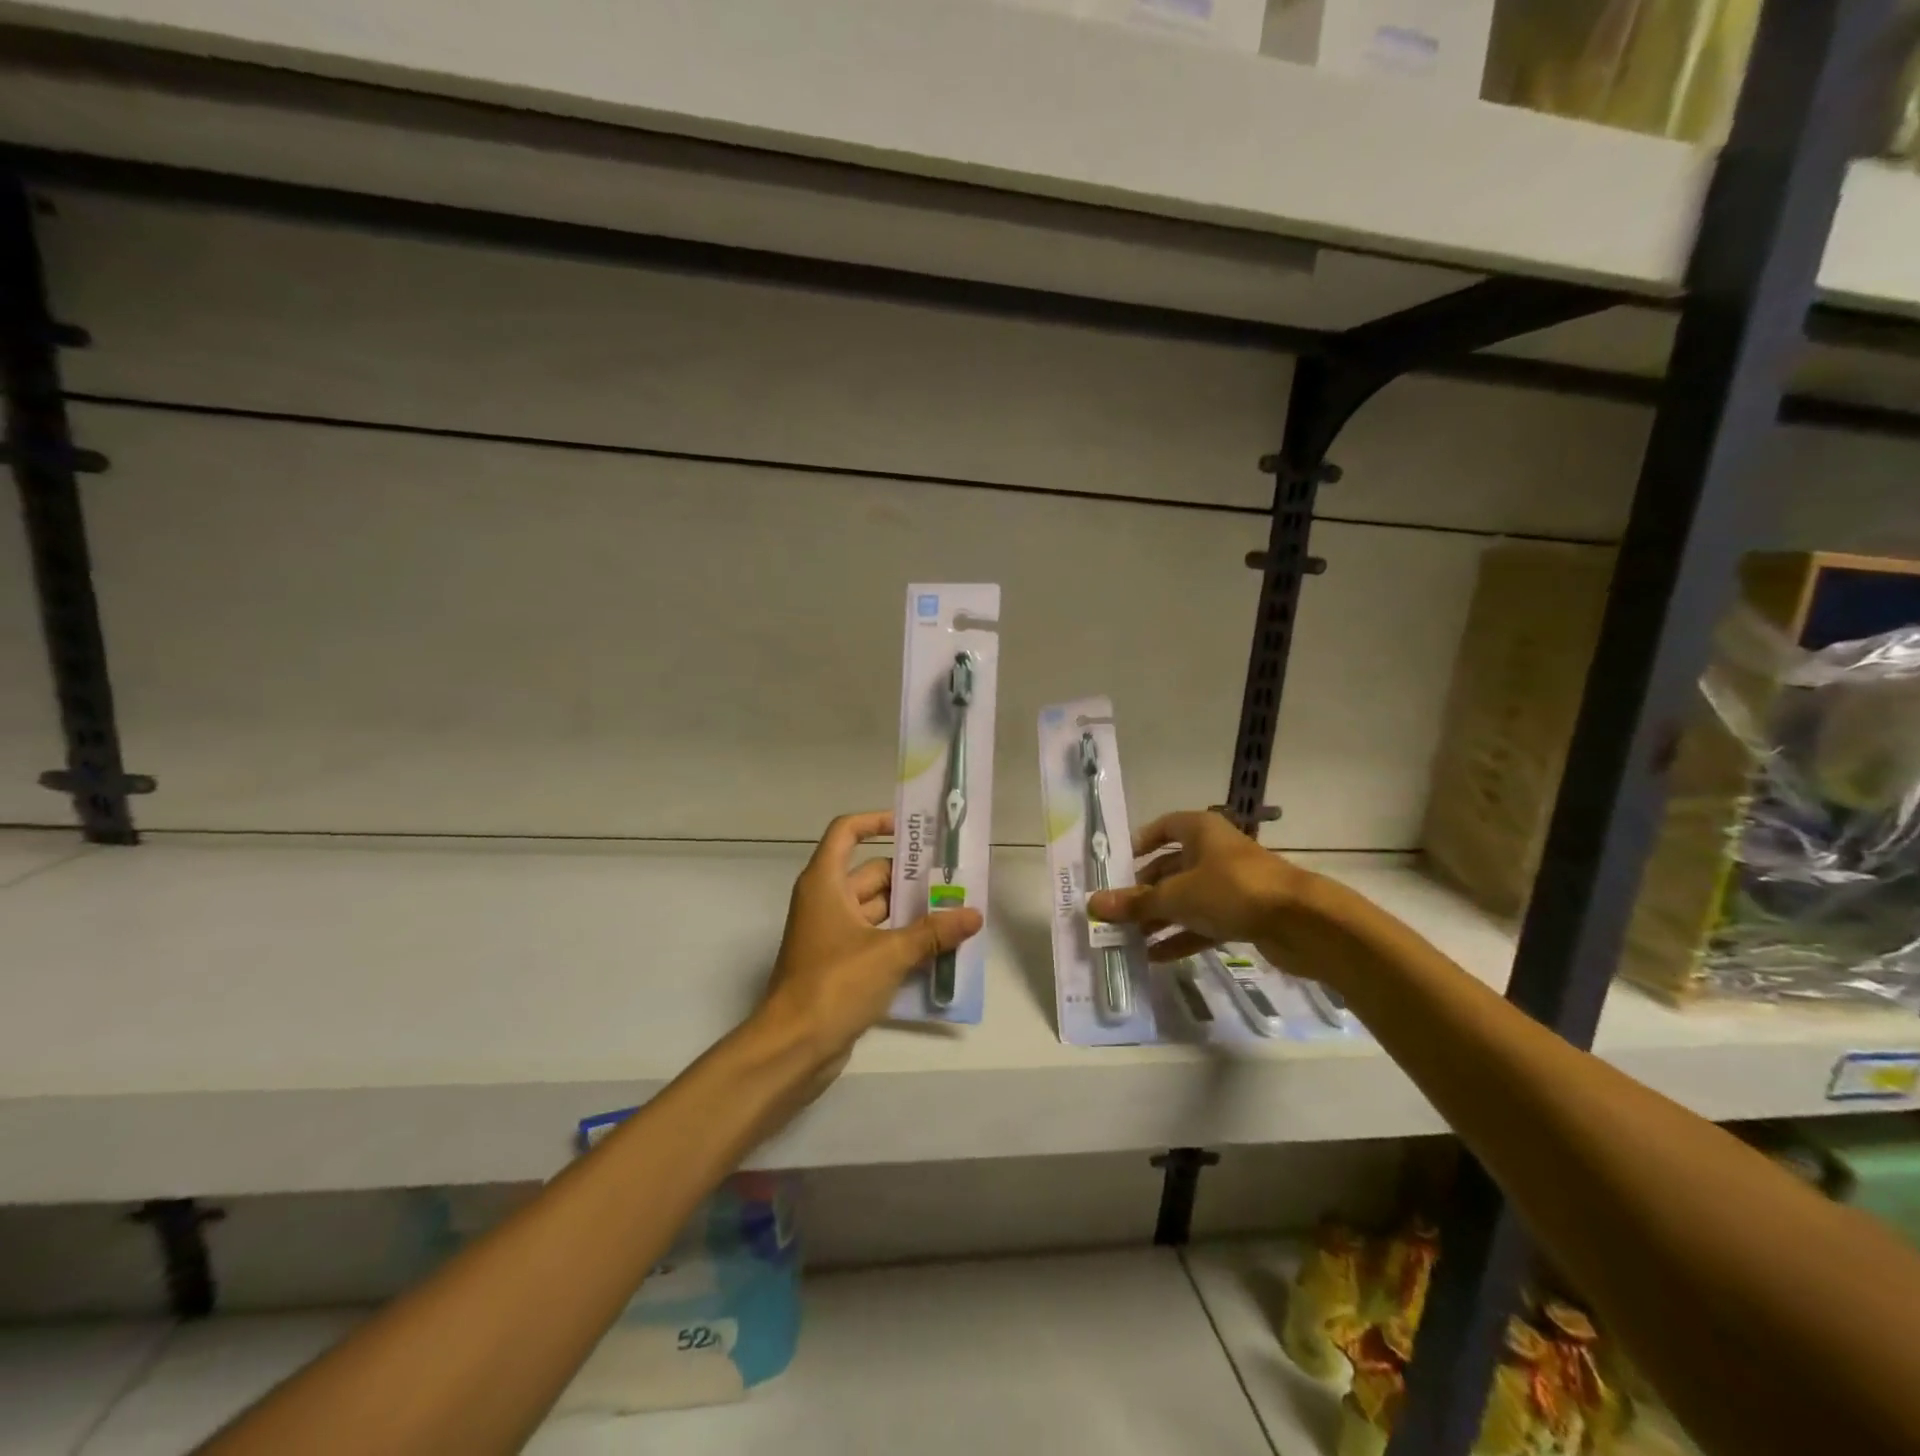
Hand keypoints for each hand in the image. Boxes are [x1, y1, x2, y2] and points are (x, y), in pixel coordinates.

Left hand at [756, 811, 983, 1074]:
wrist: (792, 1049)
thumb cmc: (834, 985)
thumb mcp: (889, 953)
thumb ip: (933, 932)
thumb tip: (973, 914)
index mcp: (826, 883)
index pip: (846, 832)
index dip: (876, 822)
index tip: (913, 830)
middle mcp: (827, 902)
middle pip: (872, 873)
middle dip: (912, 877)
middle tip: (956, 880)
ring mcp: (833, 935)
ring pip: (879, 910)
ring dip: (912, 912)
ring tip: (957, 913)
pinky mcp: (842, 966)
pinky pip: (877, 940)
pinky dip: (903, 941)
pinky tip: (939, 950)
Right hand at [1087, 809, 1313, 960]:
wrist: (1302, 923)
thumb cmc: (1232, 890)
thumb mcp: (1176, 896)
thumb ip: (1136, 902)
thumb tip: (1093, 904)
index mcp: (1200, 830)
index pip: (1163, 827)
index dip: (1140, 843)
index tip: (1117, 866)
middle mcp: (1214, 852)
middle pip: (1171, 867)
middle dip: (1144, 891)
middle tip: (1116, 911)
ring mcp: (1230, 884)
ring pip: (1186, 898)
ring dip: (1159, 918)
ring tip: (1128, 939)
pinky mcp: (1243, 914)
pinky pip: (1203, 923)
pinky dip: (1181, 936)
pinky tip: (1155, 956)